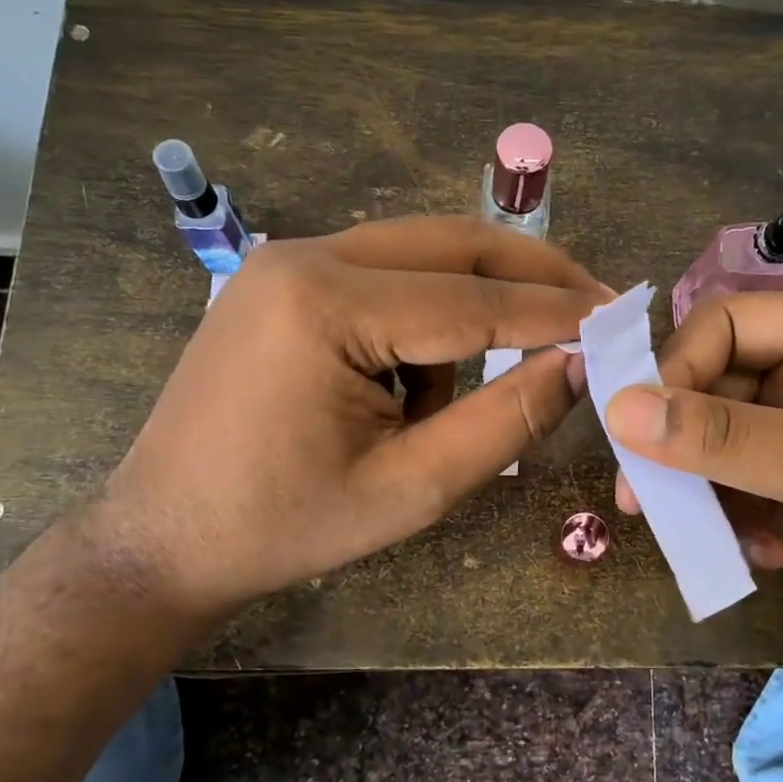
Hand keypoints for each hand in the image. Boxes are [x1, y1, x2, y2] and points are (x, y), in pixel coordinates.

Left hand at [92, 217, 607, 625]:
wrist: (163, 537)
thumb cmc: (285, 526)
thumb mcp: (411, 487)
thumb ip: (505, 421)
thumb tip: (578, 365)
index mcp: (326, 306)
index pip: (472, 299)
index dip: (554, 312)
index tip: (619, 316)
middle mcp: (305, 257)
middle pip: (452, 243)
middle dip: (530, 275)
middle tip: (593, 304)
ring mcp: (286, 260)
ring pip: (421, 255)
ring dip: (470, 308)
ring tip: (460, 397)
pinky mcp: (282, 279)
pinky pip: (384, 275)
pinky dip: (421, 321)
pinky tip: (404, 390)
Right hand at [604, 293, 782, 649]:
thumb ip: (724, 438)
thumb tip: (618, 410)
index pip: (719, 324)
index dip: (675, 369)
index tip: (642, 432)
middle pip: (704, 382)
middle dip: (677, 442)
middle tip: (642, 497)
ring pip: (705, 436)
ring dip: (699, 487)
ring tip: (705, 532)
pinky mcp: (782, 474)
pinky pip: (723, 478)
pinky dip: (728, 515)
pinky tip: (763, 550)